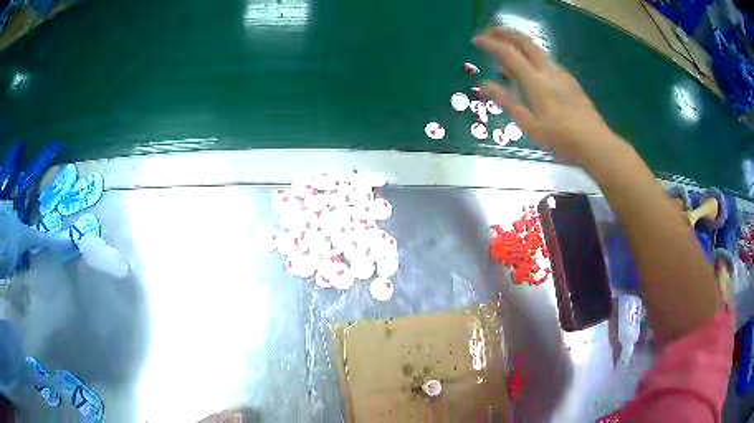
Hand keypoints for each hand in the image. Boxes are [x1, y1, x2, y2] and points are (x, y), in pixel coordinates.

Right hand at [473, 28, 617, 159]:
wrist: (596, 144)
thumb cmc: (562, 140)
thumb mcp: (530, 126)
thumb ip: (507, 102)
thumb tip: (484, 84)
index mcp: (536, 82)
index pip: (509, 54)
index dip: (491, 44)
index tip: (476, 40)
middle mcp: (549, 72)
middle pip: (526, 42)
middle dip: (506, 33)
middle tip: (491, 32)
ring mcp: (563, 75)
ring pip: (539, 50)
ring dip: (520, 44)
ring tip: (507, 50)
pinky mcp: (571, 82)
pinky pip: (548, 62)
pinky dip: (533, 57)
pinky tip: (531, 69)